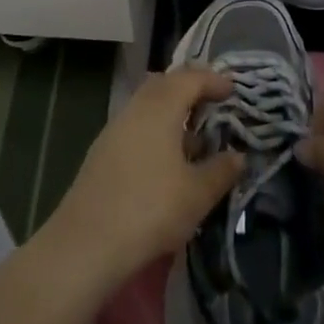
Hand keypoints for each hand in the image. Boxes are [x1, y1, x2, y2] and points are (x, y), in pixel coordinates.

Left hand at [42, 68, 243, 287]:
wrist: (86, 244)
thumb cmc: (150, 209)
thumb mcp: (197, 194)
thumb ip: (221, 170)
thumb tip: (238, 156)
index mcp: (160, 107)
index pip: (189, 78)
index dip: (212, 80)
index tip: (232, 91)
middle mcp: (135, 109)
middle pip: (164, 84)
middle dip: (189, 89)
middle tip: (212, 104)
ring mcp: (114, 130)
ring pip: (147, 106)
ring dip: (171, 113)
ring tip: (193, 139)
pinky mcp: (102, 153)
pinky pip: (135, 126)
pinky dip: (155, 130)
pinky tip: (166, 161)